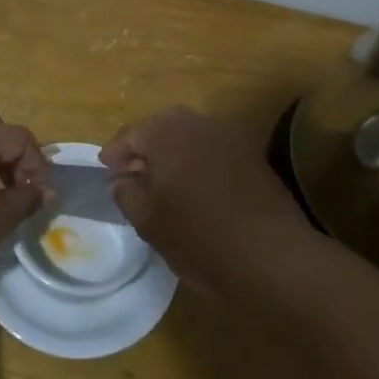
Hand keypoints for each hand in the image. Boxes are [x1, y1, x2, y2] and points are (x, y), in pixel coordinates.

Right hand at [101, 106, 313, 289]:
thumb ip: (126, 194)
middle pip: (161, 129)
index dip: (115, 154)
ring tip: (163, 186)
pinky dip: (198, 164)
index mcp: (167, 132)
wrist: (272, 255)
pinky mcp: (252, 157)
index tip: (106, 171)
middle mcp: (199, 123)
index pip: (130, 134)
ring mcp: (230, 137)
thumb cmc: (199, 235)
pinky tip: (195, 192)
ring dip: (173, 156)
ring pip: (189, 139)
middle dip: (144, 150)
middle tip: (132, 177)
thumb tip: (122, 180)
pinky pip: (213, 152)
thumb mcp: (148, 220)